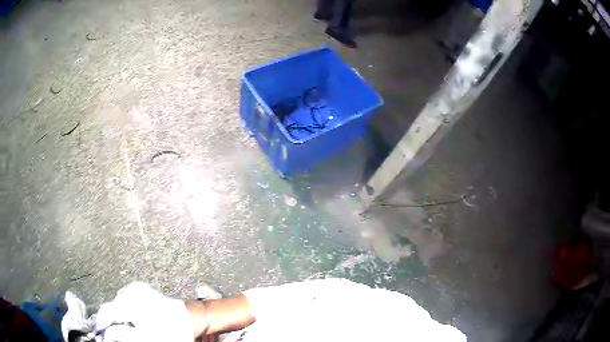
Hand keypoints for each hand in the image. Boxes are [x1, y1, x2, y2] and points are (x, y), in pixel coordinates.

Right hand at [94, 282, 195, 341]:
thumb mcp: (144, 338)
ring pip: (119, 302)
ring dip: (118, 314)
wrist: (189, 319)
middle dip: (110, 320)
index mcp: (130, 302)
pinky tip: (132, 319)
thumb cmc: (170, 332)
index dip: (102, 323)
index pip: (107, 311)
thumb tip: (105, 332)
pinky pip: (127, 299)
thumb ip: (121, 334)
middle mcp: (130, 290)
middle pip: (112, 306)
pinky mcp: (142, 289)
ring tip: (123, 327)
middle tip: (110, 332)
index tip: (99, 333)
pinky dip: (125, 309)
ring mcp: (136, 288)